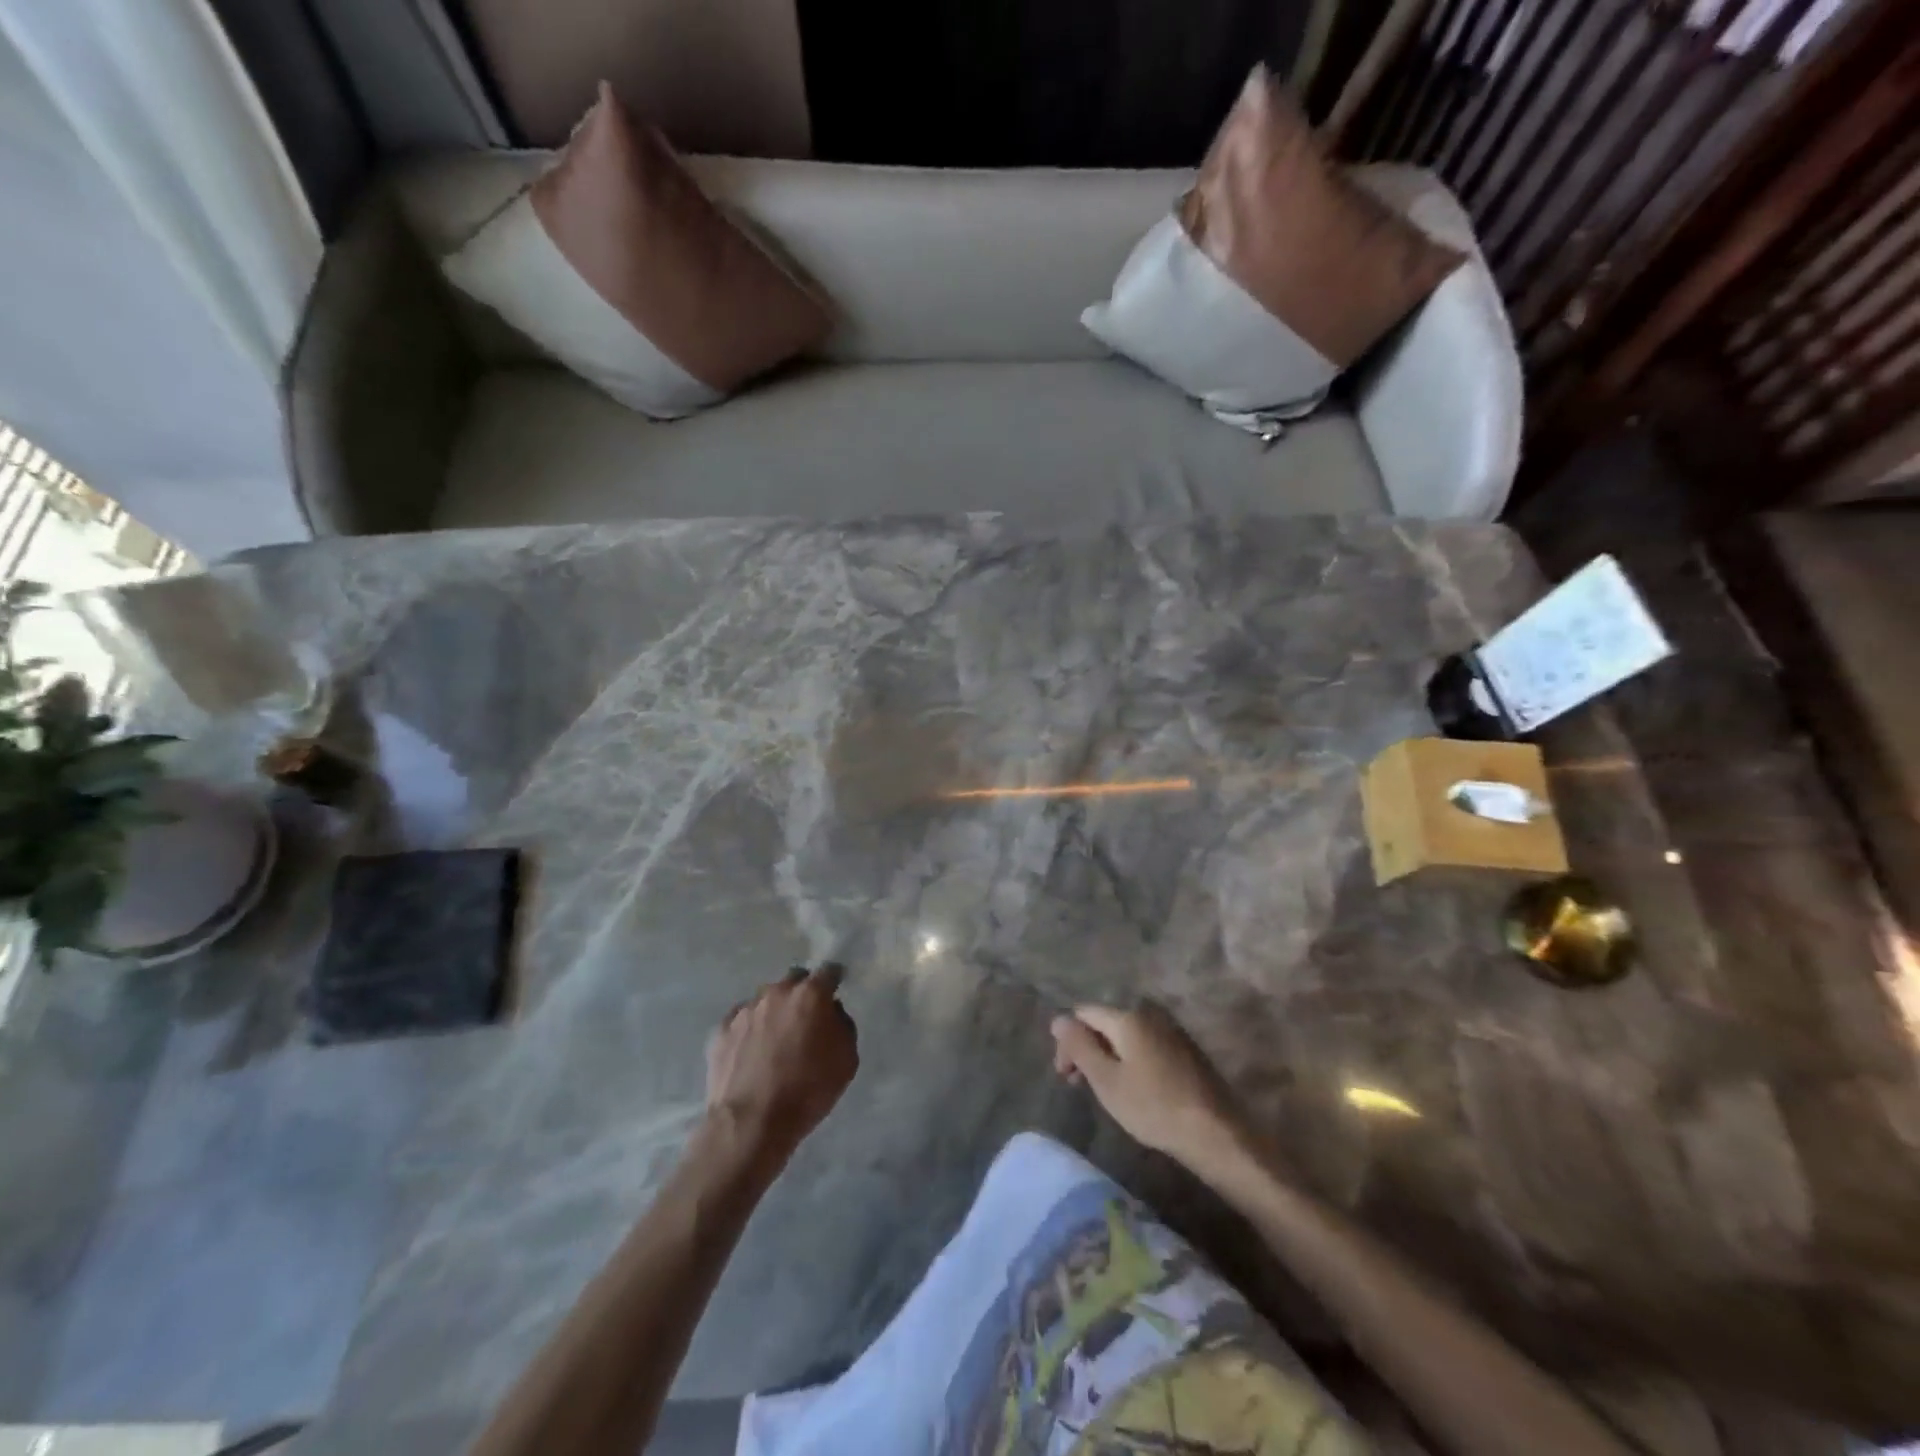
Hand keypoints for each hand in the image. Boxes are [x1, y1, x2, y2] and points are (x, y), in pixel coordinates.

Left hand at [706, 965, 857, 1158]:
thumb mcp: (847, 1060)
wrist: (751, 1123)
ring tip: (774, 1043)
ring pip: (766, 1001)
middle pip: (793, 981)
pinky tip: (751, 1055)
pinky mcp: (721, 1030)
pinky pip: (741, 1021)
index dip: (834, 980)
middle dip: (801, 994)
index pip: (828, 971)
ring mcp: (745, 1010)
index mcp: (810, 995)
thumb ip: (842, 1025)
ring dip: (774, 1013)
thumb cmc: (808, 1091)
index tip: (835, 991)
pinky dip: (749, 1031)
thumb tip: (830, 1013)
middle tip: (805, 1021)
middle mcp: (776, 992)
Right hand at [1051, 1002, 1244, 1169]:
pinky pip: (1145, 1043)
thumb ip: (1079, 1047)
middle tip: (1080, 1085)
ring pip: (1125, 1034)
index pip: (1083, 1014)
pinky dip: (1130, 1059)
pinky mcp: (1185, 1047)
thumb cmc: (1153, 1107)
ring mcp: (1170, 1029)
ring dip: (1108, 1055)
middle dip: (1087, 1048)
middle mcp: (1149, 1013)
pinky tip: (1134, 1087)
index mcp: (1127, 1016)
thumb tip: (1058, 1019)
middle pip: (1105, 1022)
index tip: (1066, 1077)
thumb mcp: (1106, 1080)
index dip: (1068, 1041)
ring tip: (1105, 1089)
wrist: (1215, 1132)